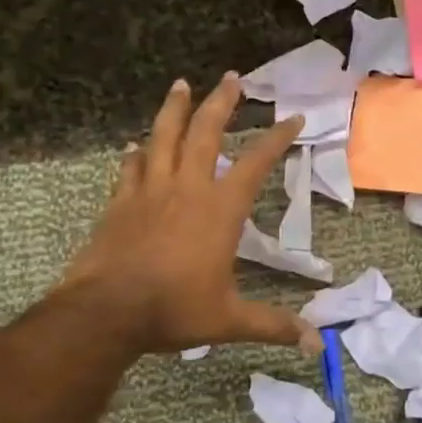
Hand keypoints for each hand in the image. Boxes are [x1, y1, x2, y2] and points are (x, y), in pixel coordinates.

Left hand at [59, 76, 317, 355]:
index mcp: (220, 210)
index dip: (277, 139)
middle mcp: (187, 189)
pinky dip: (137, 153)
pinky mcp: (120, 202)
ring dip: (175, 109)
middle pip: (206, 133)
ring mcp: (150, 191)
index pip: (255, 163)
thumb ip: (273, 325)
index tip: (293, 119)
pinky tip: (136, 145)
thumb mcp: (230, 320)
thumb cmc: (173, 310)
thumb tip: (316, 344)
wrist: (106, 312)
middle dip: (221, 102)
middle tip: (231, 78)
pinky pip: (131, 167)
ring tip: (181, 84)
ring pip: (163, 137)